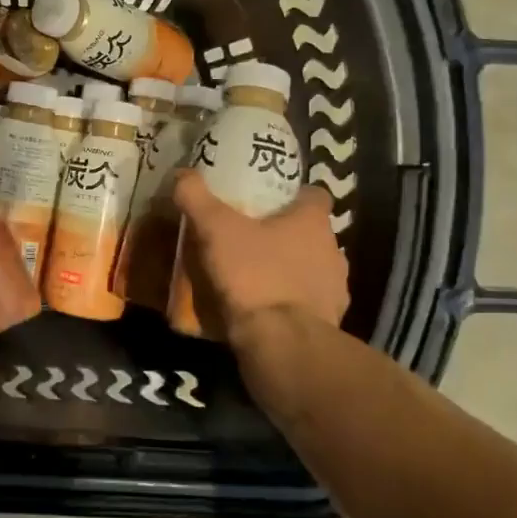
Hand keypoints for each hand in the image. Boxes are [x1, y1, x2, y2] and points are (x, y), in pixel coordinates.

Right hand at [171, 171, 349, 338]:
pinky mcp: (328, 323)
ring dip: (288, 269)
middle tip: (250, 235)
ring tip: (254, 274)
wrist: (282, 343)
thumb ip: (196, 197)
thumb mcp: (215, 229)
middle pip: (310, 233)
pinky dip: (288, 303)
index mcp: (313, 222)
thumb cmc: (254, 275)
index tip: (268, 199)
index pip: (314, 195)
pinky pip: (306, 304)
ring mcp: (334, 290)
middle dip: (285, 233)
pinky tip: (262, 308)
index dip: (294, 194)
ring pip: (310, 269)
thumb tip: (182, 174)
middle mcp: (333, 251)